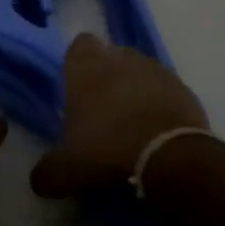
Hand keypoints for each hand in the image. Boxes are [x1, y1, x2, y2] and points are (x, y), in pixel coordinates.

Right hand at [30, 33, 210, 198]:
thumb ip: (47, 172)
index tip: (77, 88)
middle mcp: (122, 59)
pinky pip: (167, 93)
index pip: (79, 45)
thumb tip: (39, 180)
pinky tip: (157, 134)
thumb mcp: (66, 170)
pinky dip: (161, 107)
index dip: (78, 63)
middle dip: (108, 78)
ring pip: (141, 72)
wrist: (173, 159)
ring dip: (136, 91)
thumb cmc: (108, 151)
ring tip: (132, 126)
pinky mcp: (185, 91)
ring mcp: (158, 72)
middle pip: (112, 57)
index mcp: (87, 68)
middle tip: (102, 112)